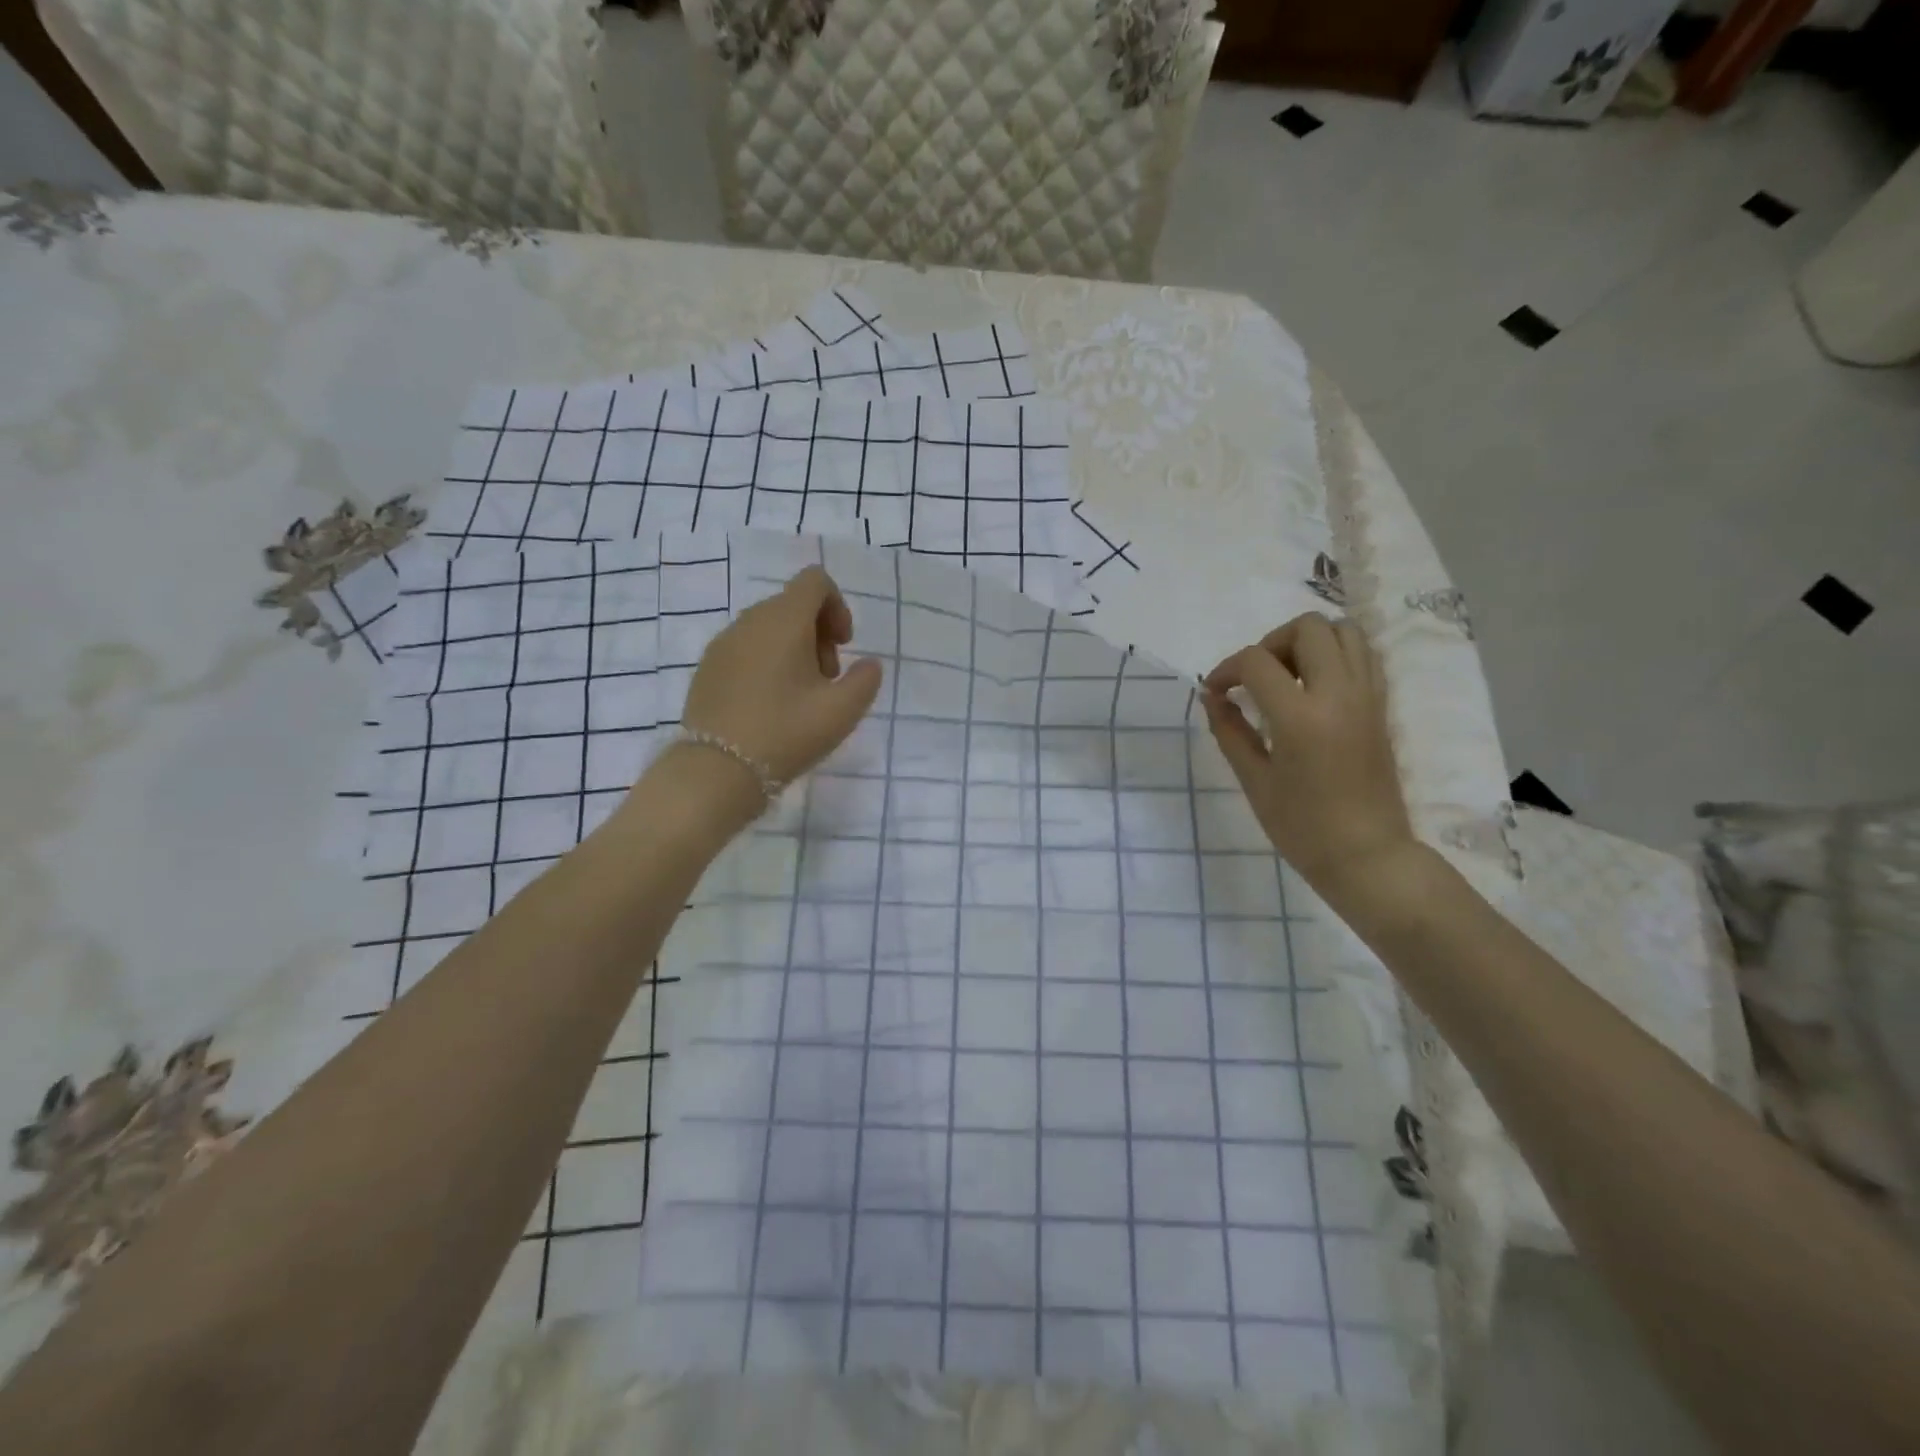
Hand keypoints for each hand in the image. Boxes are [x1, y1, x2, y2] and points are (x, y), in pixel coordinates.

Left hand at [680, 564, 884, 791]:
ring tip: (801, 697)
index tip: (844, 645)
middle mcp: (749, 621)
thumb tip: (868, 665)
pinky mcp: (708, 668)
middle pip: (793, 605)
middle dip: (818, 634)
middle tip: (827, 679)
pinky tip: (771, 705)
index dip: (838, 606)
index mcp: (783, 620)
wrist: (716, 770)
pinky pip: (746, 649)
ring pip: (768, 628)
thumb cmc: (785, 733)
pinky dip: (767, 662)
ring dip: (794, 650)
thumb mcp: (842, 711)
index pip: (815, 581)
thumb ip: (865, 680)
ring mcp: (723, 643)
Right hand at [1202, 613, 1415, 900]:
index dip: (1226, 669)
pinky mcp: (1381, 706)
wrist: (1367, 855)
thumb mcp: (1255, 781)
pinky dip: (1335, 654)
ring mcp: (1367, 696)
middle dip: (1270, 644)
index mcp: (1301, 717)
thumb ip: (1231, 731)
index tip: (1214, 692)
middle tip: (1254, 679)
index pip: (1257, 662)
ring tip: (1287, 677)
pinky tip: (1313, 686)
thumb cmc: (1303, 827)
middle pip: (1307, 628)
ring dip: (1308, 642)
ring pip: (1343, 631)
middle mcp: (1339, 694)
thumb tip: (1212, 697)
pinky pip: (1363, 655)